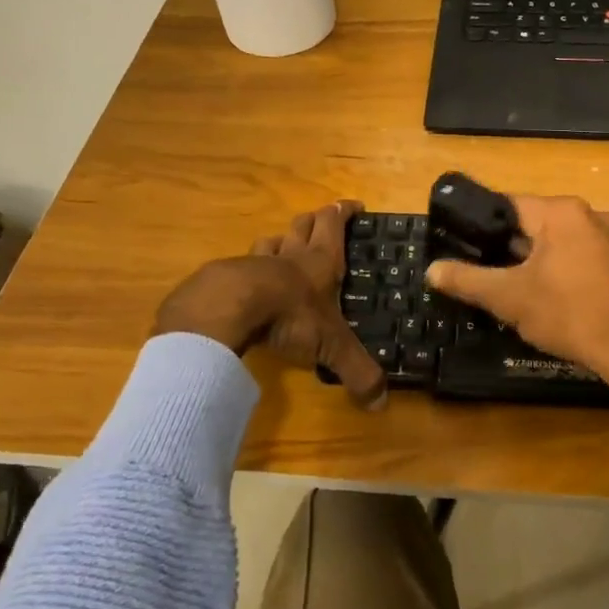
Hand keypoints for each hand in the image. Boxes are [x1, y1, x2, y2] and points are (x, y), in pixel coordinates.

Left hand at [152, 201, 387, 410]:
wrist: (229, 307)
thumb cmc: (291, 315)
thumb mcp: (332, 345)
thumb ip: (357, 371)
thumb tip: (381, 404)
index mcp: (320, 261)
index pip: (334, 223)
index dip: (344, 211)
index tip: (354, 204)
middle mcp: (290, 254)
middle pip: (303, 224)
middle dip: (315, 220)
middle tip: (323, 221)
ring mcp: (255, 262)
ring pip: (271, 240)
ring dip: (280, 240)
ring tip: (284, 247)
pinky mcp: (227, 277)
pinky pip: (242, 265)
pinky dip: (249, 269)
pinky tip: (248, 282)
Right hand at [425, 194, 608, 379]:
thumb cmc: (567, 313)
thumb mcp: (509, 297)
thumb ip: (466, 280)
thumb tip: (431, 270)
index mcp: (560, 211)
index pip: (507, 205)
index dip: (481, 226)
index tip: (462, 246)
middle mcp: (588, 213)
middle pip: (532, 223)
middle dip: (507, 248)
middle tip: (484, 274)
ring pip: (555, 241)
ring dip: (533, 260)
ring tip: (512, 287)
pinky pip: (577, 254)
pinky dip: (558, 268)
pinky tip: (548, 295)